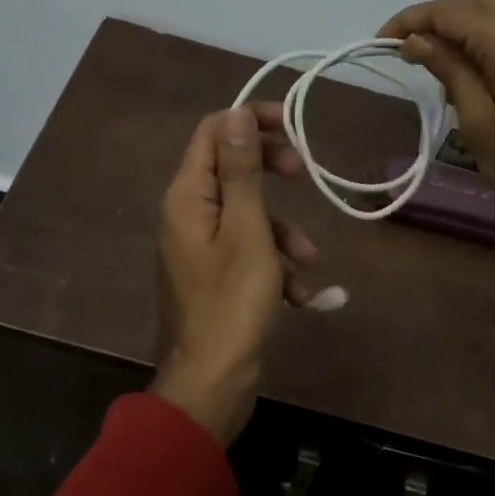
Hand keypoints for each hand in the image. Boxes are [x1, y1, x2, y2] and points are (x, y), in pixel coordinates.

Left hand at [154, 105, 317, 445]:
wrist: (211, 383)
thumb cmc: (232, 304)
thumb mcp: (247, 230)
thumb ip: (241, 171)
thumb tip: (236, 113)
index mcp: (188, 195)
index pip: (213, 131)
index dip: (251, 119)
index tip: (293, 125)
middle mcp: (187, 213)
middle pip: (231, 167)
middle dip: (272, 170)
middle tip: (303, 174)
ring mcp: (200, 245)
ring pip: (247, 214)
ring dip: (282, 230)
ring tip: (307, 259)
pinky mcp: (214, 274)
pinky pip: (248, 251)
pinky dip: (274, 265)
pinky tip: (299, 297)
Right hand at [379, 0, 494, 249]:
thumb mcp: (480, 123)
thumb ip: (450, 72)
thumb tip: (418, 40)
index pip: (451, 11)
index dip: (412, 20)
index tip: (381, 42)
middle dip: (437, 14)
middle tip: (408, 45)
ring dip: (464, 23)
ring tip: (436, 57)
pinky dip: (489, 35)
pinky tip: (475, 68)